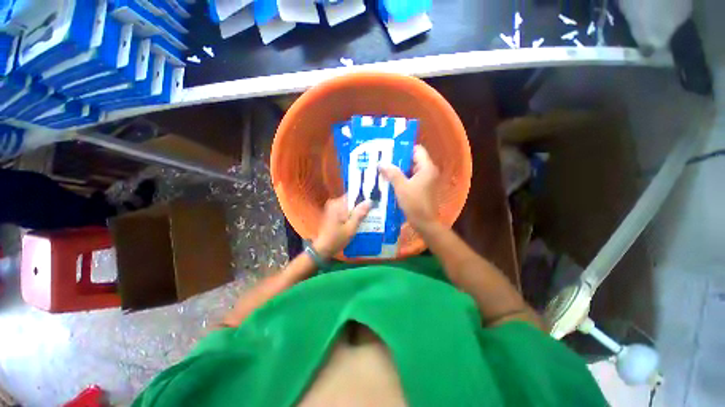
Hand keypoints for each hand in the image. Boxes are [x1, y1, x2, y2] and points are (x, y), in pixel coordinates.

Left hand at [313, 196, 371, 257]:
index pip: (354, 194)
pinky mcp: (333, 212)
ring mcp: (332, 207)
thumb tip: (369, 201)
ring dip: (357, 210)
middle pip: (352, 200)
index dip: (364, 197)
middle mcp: (334, 203)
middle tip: (373, 211)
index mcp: (338, 204)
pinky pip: (346, 209)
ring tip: (368, 216)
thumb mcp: (351, 228)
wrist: (323, 248)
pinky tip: (359, 220)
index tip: (373, 202)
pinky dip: (352, 213)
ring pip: (349, 205)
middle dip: (362, 205)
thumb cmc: (337, 239)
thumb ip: (360, 214)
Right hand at [380, 145, 439, 229]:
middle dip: (398, 160)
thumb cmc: (415, 203)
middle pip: (413, 160)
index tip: (390, 150)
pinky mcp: (422, 188)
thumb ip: (392, 173)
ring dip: (399, 171)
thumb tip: (381, 163)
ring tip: (384, 170)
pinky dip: (402, 179)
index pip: (417, 150)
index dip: (404, 149)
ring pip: (411, 170)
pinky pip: (411, 179)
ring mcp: (426, 180)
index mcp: (427, 168)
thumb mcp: (401, 187)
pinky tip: (390, 181)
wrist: (424, 223)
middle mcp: (428, 172)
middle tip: (384, 160)